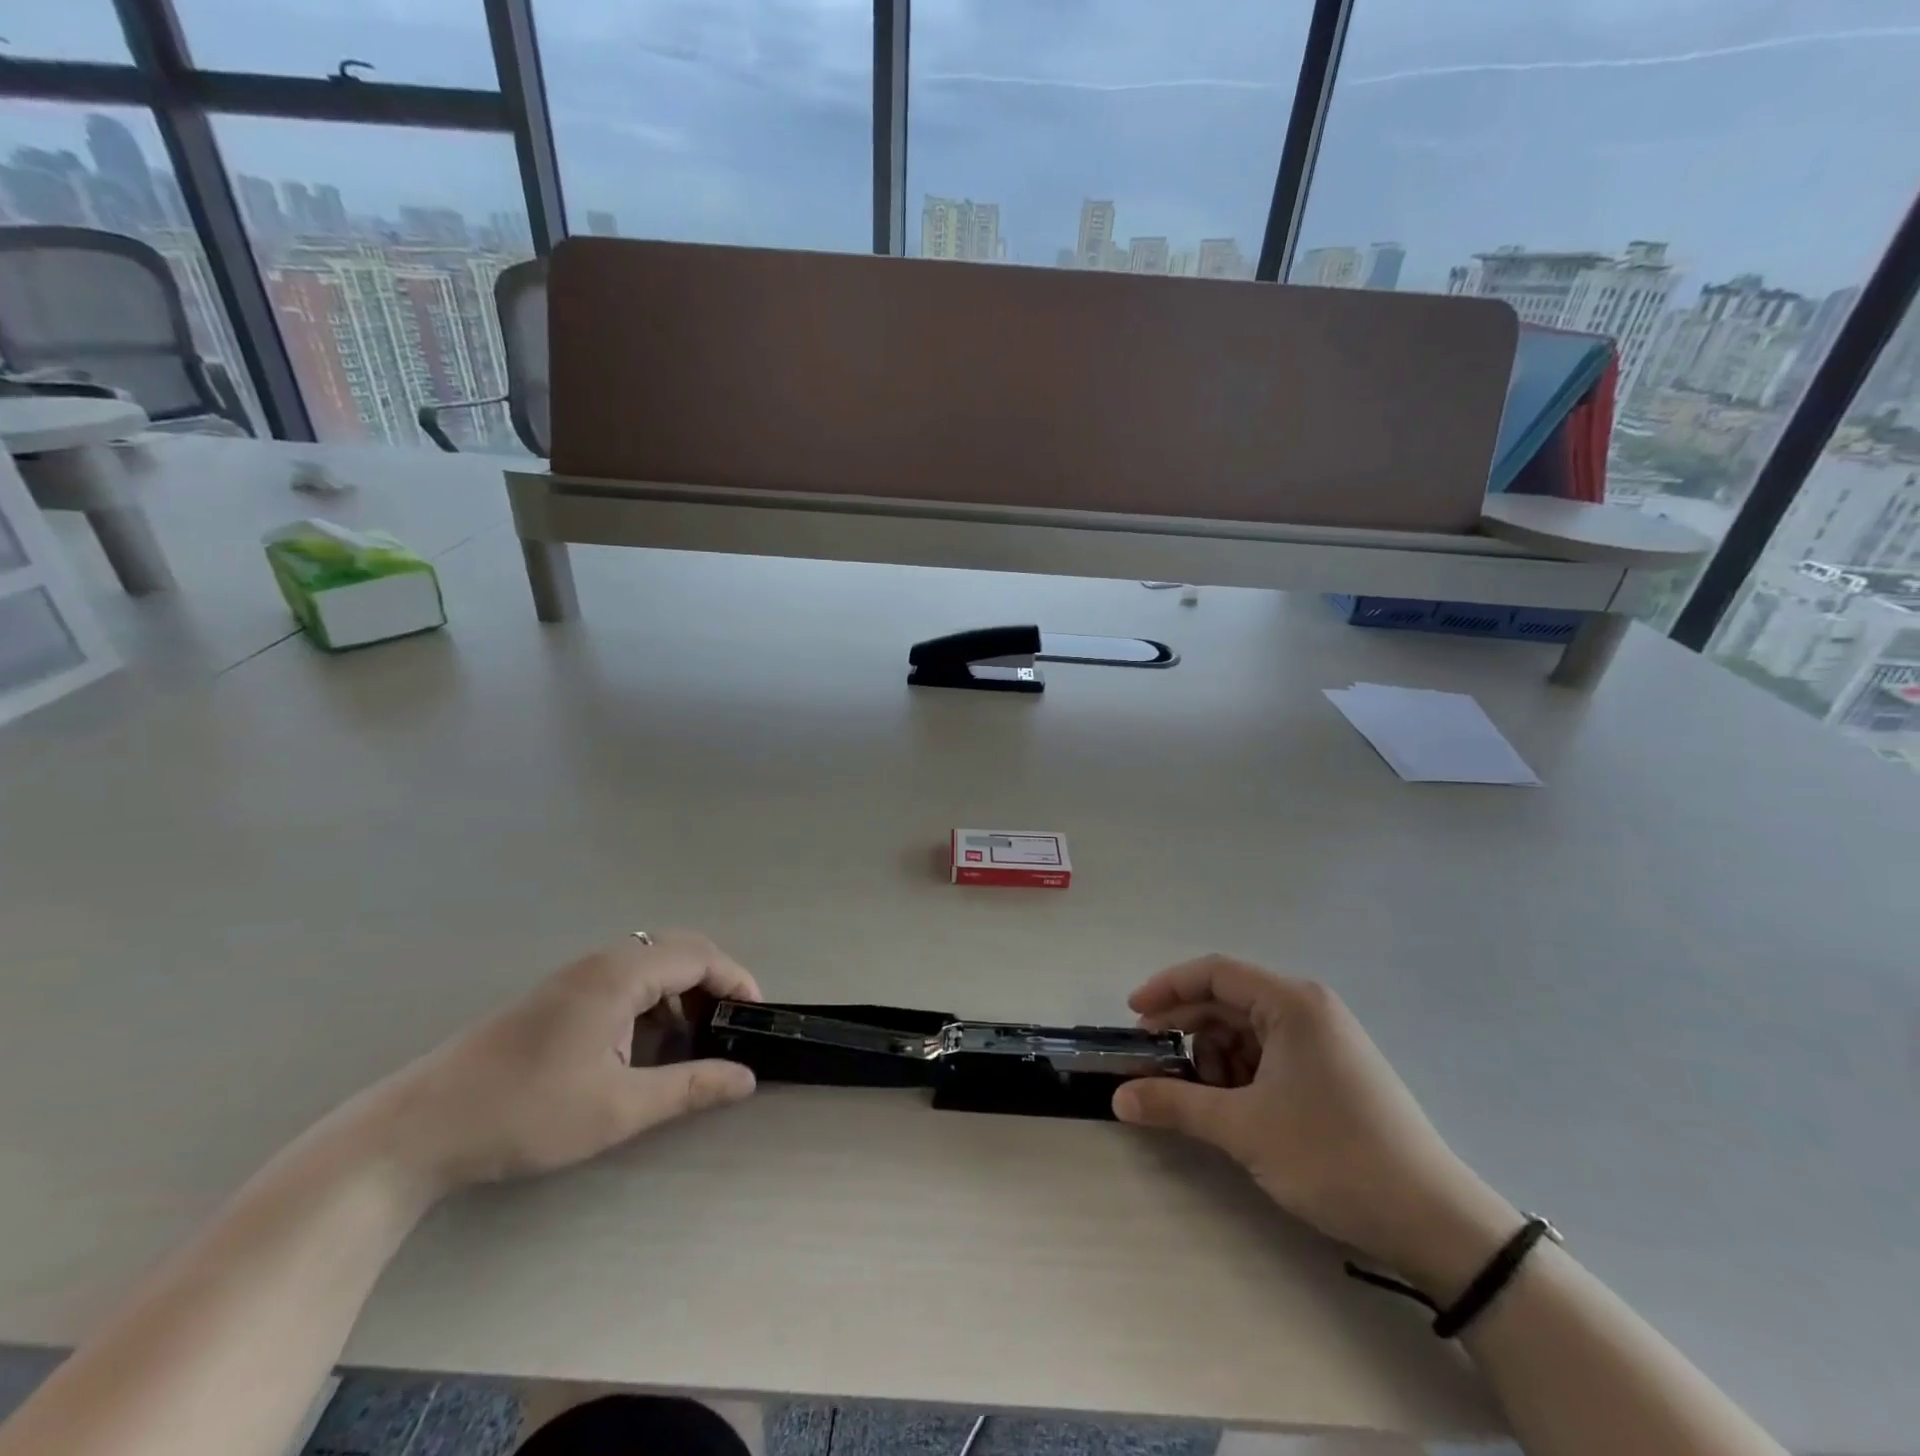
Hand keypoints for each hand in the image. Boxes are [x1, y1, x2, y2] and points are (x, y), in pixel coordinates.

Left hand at [360, 932, 761, 1195]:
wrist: (418, 1129)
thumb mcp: (618, 1108)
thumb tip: (747, 1079)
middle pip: (677, 951)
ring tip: (692, 1041)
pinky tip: (644, 1046)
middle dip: (713, 983)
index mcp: (620, 975)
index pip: (699, 956)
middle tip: (728, 1028)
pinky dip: (651, 1001)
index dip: (736, 980)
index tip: (756, 1018)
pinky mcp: (557, 997)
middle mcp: (601, 962)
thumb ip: (690, 1087)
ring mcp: (575, 977)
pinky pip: (624, 980)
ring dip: (681, 992)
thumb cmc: (526, 1112)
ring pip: (650, 964)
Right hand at [1113, 955, 1519, 1296]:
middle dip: (1185, 1029)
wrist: (1435, 1223)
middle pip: (1227, 1001)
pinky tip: (1228, 1107)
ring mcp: (1322, 1040)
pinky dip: (1238, 1074)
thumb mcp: (1244, 1128)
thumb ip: (1174, 1104)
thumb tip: (1118, 1098)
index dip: (1166, 988)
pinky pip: (1267, 1055)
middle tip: (1150, 1061)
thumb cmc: (1333, 1157)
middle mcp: (1307, 1009)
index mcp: (1291, 1003)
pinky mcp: (1330, 1071)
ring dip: (1211, 1056)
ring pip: (1245, 1030)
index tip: (1132, 1016)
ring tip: (1195, 1096)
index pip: (1213, 973)